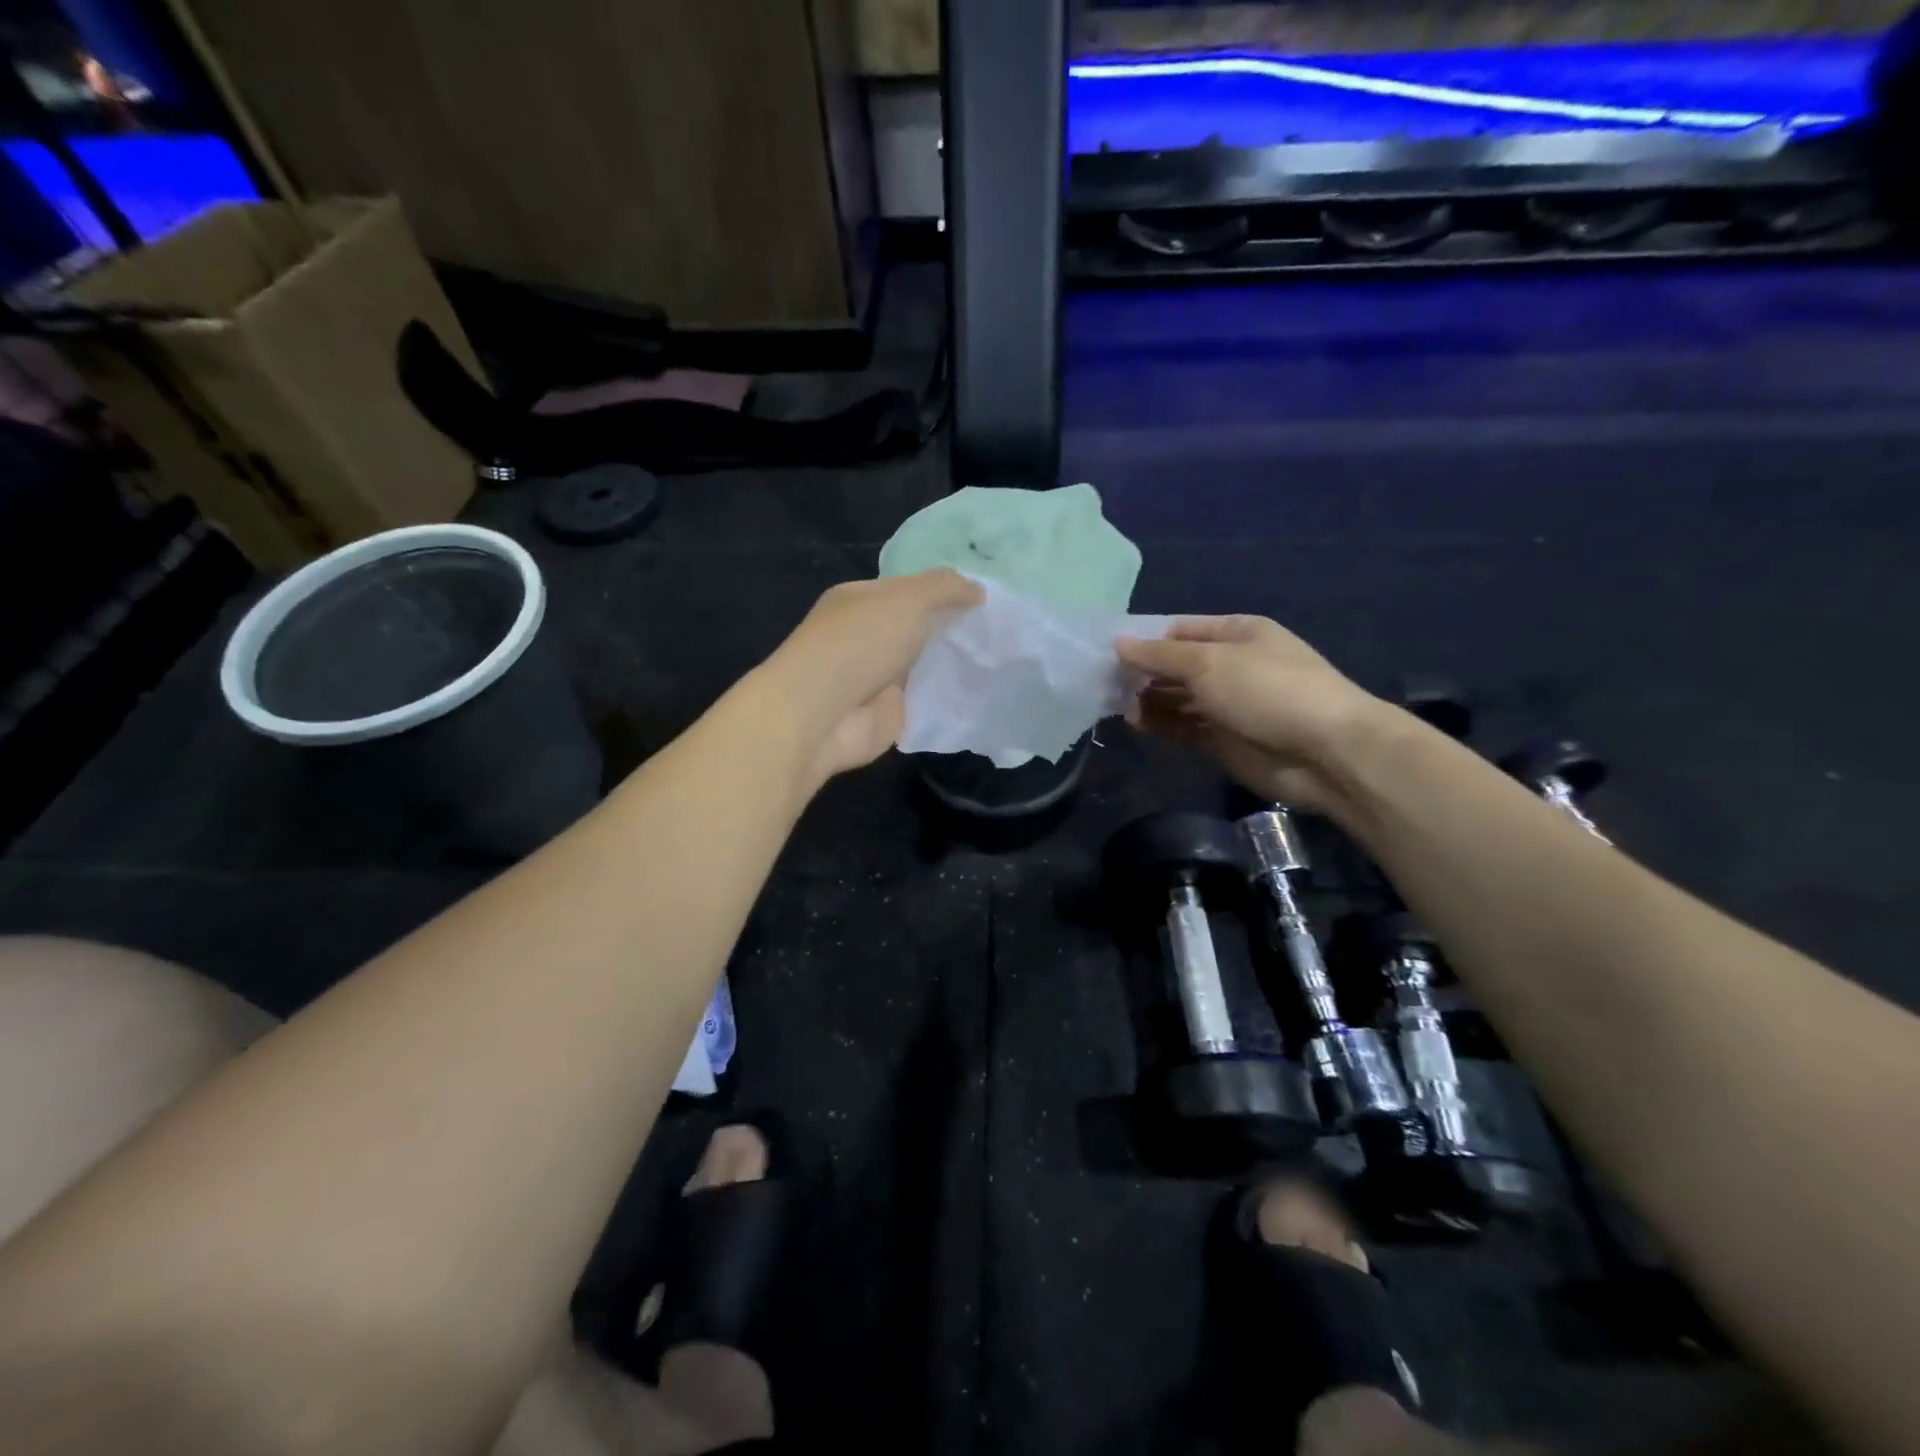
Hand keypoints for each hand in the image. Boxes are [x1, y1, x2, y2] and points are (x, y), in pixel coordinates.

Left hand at [759, 570, 983, 783]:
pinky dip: (949, 699)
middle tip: (1000, 629)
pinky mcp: (889, 714)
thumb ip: (945, 588)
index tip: (984, 599)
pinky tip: (982, 693)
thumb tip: (978, 590)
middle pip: (917, 629)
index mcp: (859, 601)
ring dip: (953, 664)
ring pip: (924, 665)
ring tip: (1000, 659)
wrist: (825, 713)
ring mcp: (876, 678)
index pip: (907, 590)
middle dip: (953, 629)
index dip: (943, 592)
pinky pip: (926, 701)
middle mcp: (865, 637)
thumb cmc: (861, 642)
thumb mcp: (908, 598)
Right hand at [1116, 616, 1381, 811]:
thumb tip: (1117, 643)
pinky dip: (1160, 724)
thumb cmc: (1268, 691)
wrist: (1325, 752)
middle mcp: (1231, 665)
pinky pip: (1184, 727)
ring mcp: (1228, 705)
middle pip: (1176, 666)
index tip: (1108, 653)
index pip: (1179, 631)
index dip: (1145, 640)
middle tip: (1104, 683)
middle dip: (1143, 673)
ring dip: (1148, 700)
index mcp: (1236, 633)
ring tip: (1116, 705)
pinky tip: (1136, 723)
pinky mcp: (1224, 740)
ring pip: (1177, 698)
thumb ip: (1159, 656)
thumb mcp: (1208, 663)